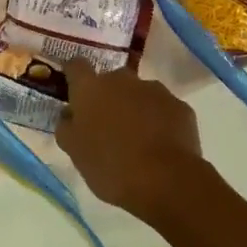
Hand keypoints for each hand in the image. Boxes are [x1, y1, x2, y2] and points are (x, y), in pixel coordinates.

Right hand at [56, 62, 209, 228]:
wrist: (166, 180)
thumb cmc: (110, 166)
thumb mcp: (75, 152)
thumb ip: (66, 127)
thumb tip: (69, 114)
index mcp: (91, 89)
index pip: (76, 66)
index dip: (73, 75)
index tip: (73, 90)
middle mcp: (122, 80)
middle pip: (111, 80)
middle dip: (108, 97)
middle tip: (107, 126)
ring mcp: (154, 90)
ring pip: (139, 94)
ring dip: (135, 108)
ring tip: (137, 139)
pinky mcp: (179, 106)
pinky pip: (163, 109)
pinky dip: (159, 121)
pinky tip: (160, 146)